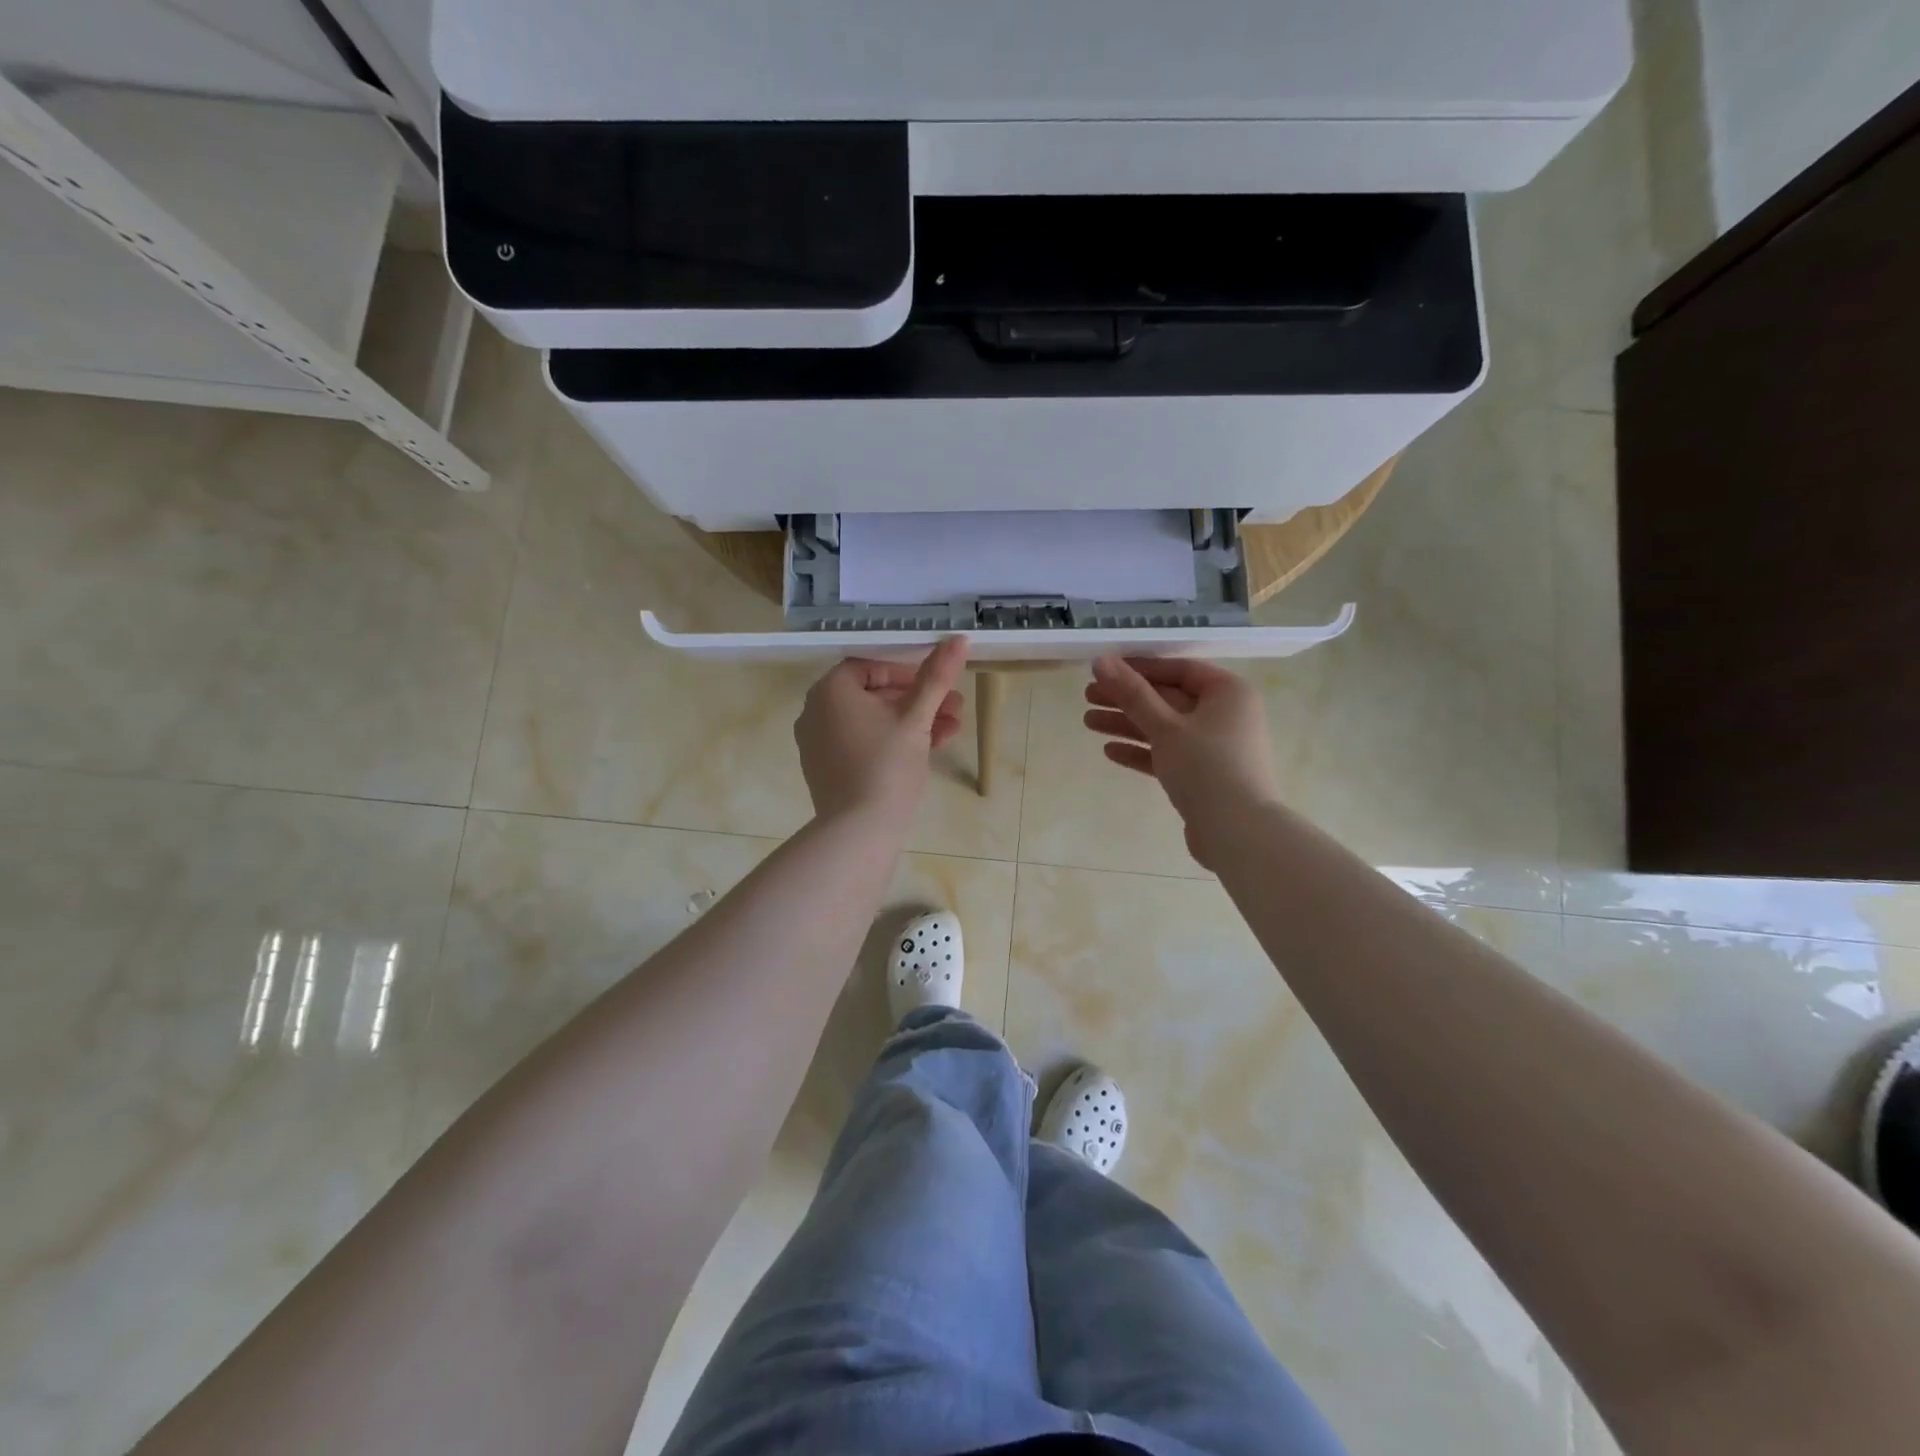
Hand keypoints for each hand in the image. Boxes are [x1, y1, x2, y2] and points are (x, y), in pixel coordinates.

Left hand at [795, 637, 969, 826]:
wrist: (859, 831)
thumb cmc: (886, 765)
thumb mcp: (916, 718)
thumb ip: (936, 677)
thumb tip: (959, 639)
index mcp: (830, 691)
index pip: (871, 667)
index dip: (909, 673)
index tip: (938, 687)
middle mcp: (816, 712)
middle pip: (875, 695)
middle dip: (920, 700)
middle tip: (955, 709)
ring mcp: (818, 744)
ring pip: (873, 722)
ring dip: (913, 722)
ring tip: (951, 732)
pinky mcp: (827, 770)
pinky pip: (862, 744)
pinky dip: (892, 743)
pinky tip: (929, 751)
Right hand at [1083, 656, 1281, 868]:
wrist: (1237, 832)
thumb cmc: (1206, 767)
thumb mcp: (1165, 726)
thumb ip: (1131, 693)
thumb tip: (1101, 660)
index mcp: (1228, 692)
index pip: (1178, 669)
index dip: (1139, 668)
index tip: (1104, 669)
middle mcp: (1226, 715)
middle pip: (1168, 699)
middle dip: (1126, 699)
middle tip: (1087, 696)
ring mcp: (1216, 747)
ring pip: (1165, 728)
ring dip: (1127, 724)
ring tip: (1088, 722)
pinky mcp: (1204, 776)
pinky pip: (1169, 755)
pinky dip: (1142, 751)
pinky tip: (1110, 751)